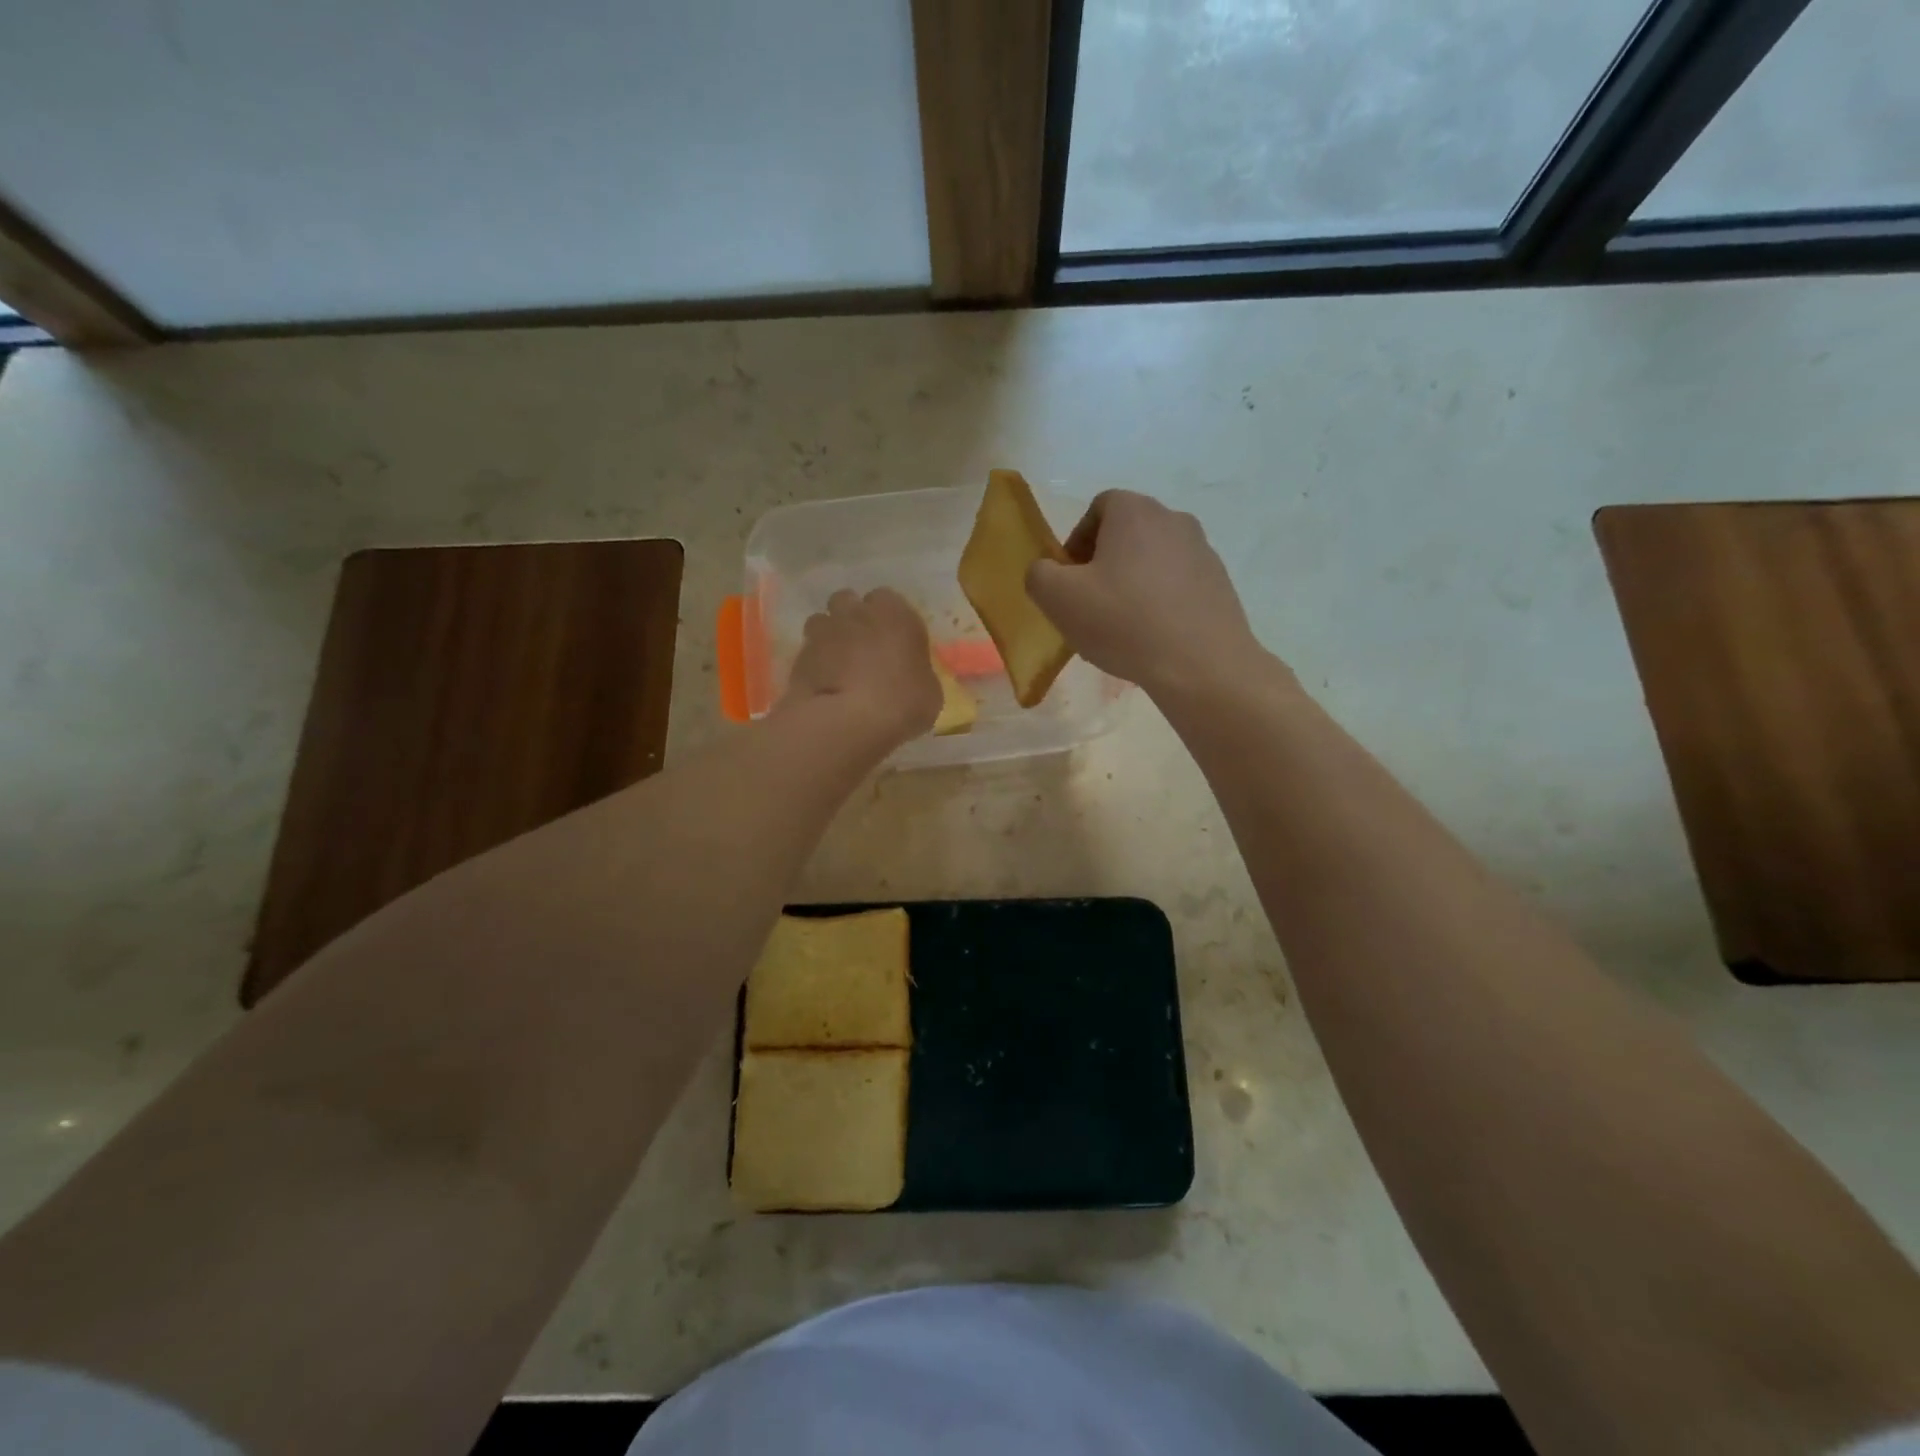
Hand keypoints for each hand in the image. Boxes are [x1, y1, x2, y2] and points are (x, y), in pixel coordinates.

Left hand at [781, 588, 941, 745]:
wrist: (849, 721)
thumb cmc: (903, 701)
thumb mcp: (929, 691)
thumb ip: (917, 672)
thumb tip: (910, 675)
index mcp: (895, 613)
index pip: (888, 599)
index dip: (888, 619)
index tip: (892, 640)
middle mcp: (856, 612)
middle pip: (849, 602)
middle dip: (853, 618)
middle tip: (863, 648)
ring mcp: (822, 631)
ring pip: (823, 622)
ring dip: (829, 637)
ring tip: (838, 665)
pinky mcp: (798, 656)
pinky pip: (808, 652)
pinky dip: (815, 664)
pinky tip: (823, 686)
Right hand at [1026, 490, 1267, 700]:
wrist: (1200, 665)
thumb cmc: (1123, 622)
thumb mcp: (1058, 599)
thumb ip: (1039, 574)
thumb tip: (1047, 571)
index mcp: (1134, 511)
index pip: (1098, 508)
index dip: (1076, 541)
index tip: (1069, 579)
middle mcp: (1174, 519)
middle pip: (1128, 533)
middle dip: (1104, 563)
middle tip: (1090, 604)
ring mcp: (1203, 551)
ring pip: (1154, 560)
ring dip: (1133, 583)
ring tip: (1121, 626)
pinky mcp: (1220, 584)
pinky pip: (1178, 585)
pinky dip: (1160, 602)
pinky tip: (1152, 637)